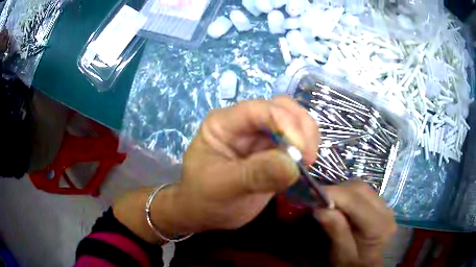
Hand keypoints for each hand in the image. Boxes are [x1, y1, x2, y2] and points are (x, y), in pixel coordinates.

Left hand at [154, 97, 319, 234]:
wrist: (205, 213)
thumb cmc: (204, 198)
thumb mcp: (223, 188)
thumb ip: (255, 175)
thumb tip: (292, 165)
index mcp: (223, 123)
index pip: (259, 110)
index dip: (286, 124)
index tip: (301, 153)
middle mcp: (243, 124)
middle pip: (282, 108)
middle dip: (301, 128)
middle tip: (308, 158)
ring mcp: (259, 137)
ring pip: (293, 122)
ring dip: (307, 137)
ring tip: (307, 163)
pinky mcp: (272, 152)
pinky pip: (296, 142)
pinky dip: (306, 149)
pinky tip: (305, 166)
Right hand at [314, 181, 396, 266]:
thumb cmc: (354, 266)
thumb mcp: (342, 256)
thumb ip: (336, 232)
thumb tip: (320, 208)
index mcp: (377, 226)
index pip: (355, 200)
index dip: (334, 193)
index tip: (313, 193)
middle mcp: (386, 212)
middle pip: (360, 189)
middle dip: (338, 190)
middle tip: (320, 199)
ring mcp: (386, 207)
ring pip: (363, 188)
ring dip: (344, 191)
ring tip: (330, 202)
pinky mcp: (383, 207)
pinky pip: (365, 193)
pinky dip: (351, 195)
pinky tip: (343, 205)